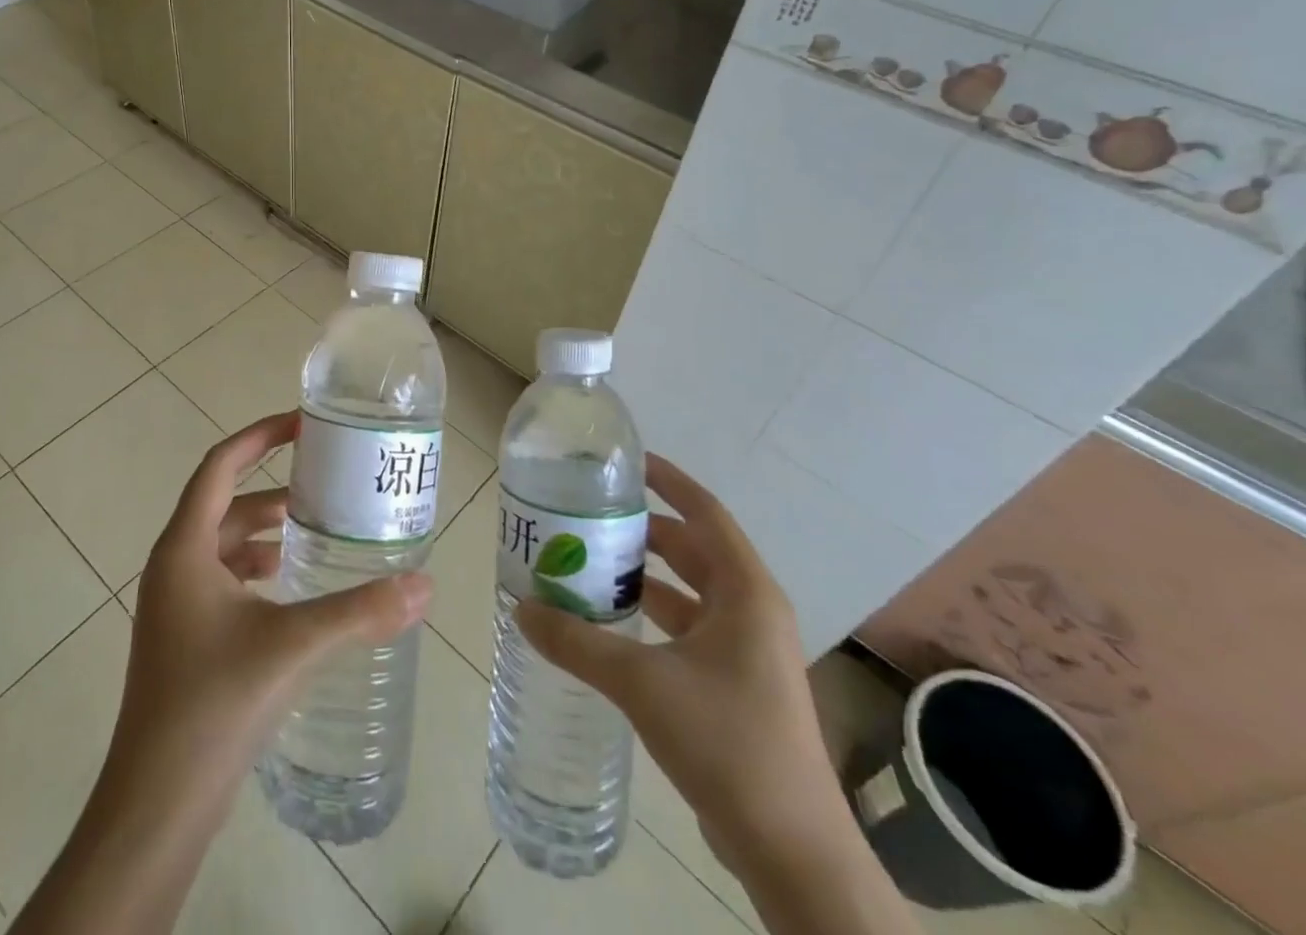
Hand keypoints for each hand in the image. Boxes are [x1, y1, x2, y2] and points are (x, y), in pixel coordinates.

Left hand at [111, 410, 432, 813]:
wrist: (156, 804)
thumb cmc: (214, 704)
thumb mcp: (292, 646)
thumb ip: (360, 612)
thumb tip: (425, 586)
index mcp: (184, 548)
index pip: (219, 465)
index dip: (259, 436)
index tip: (302, 423)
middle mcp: (173, 566)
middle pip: (223, 503)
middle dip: (271, 487)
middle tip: (324, 482)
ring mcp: (175, 605)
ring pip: (223, 544)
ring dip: (264, 531)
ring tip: (314, 531)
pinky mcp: (184, 638)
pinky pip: (222, 580)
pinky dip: (256, 570)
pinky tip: (290, 589)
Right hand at [513, 453, 838, 871]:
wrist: (791, 850)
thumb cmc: (726, 742)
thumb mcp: (642, 683)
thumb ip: (577, 641)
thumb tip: (520, 607)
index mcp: (746, 592)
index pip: (705, 512)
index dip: (669, 480)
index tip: (628, 462)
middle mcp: (752, 610)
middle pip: (694, 549)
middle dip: (644, 531)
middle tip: (591, 518)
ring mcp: (748, 650)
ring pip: (691, 591)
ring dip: (646, 575)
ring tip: (591, 563)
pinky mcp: (738, 684)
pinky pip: (690, 628)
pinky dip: (654, 615)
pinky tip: (613, 624)